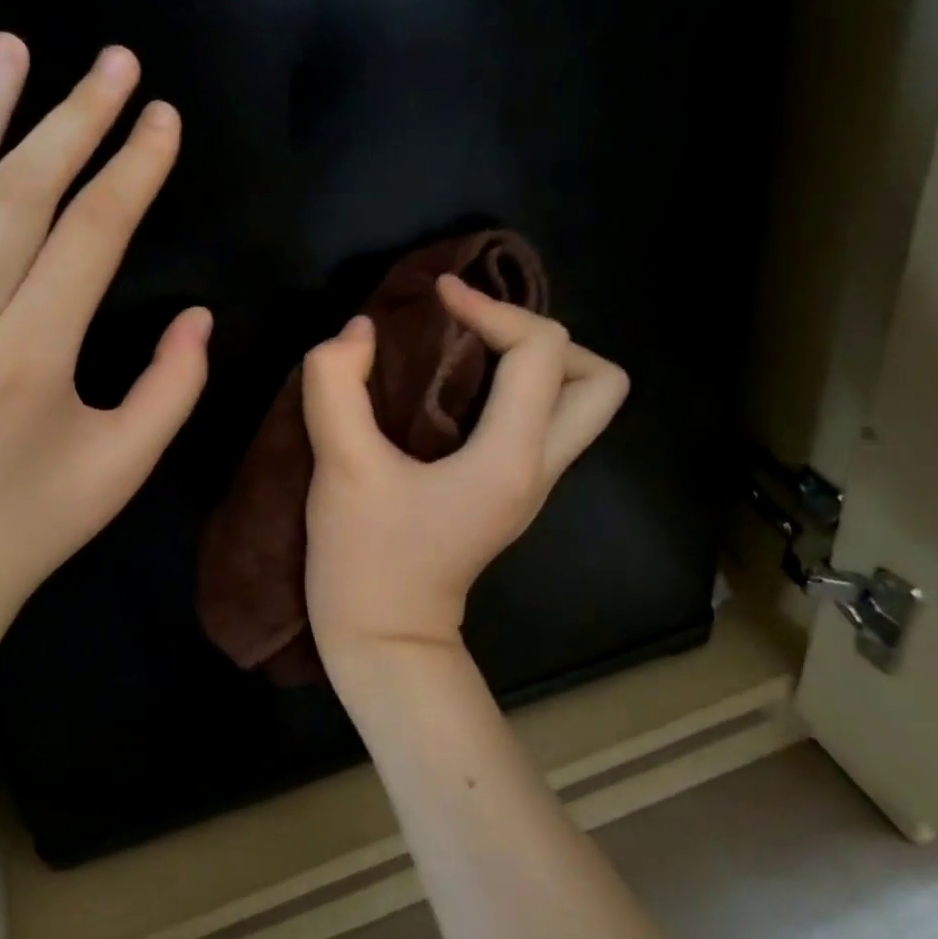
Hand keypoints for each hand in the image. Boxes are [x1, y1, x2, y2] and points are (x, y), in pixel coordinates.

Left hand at [0, 35, 210, 650]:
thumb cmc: (38, 520)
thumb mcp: (126, 465)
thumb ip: (173, 386)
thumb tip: (199, 316)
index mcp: (32, 357)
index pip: (92, 235)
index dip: (134, 170)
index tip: (163, 118)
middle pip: (20, 193)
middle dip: (73, 118)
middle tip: (113, 61)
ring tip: (8, 48)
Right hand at [301, 277, 628, 661]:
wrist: (384, 641)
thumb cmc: (366, 559)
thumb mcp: (341, 467)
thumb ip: (338, 385)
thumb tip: (357, 332)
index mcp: (511, 457)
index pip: (539, 350)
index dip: (491, 307)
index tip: (438, 297)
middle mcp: (539, 467)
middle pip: (600, 382)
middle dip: (545, 339)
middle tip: (480, 332)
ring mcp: (531, 486)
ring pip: (579, 406)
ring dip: (536, 364)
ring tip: (472, 351)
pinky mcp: (509, 495)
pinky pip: (542, 424)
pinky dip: (516, 391)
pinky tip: (459, 389)